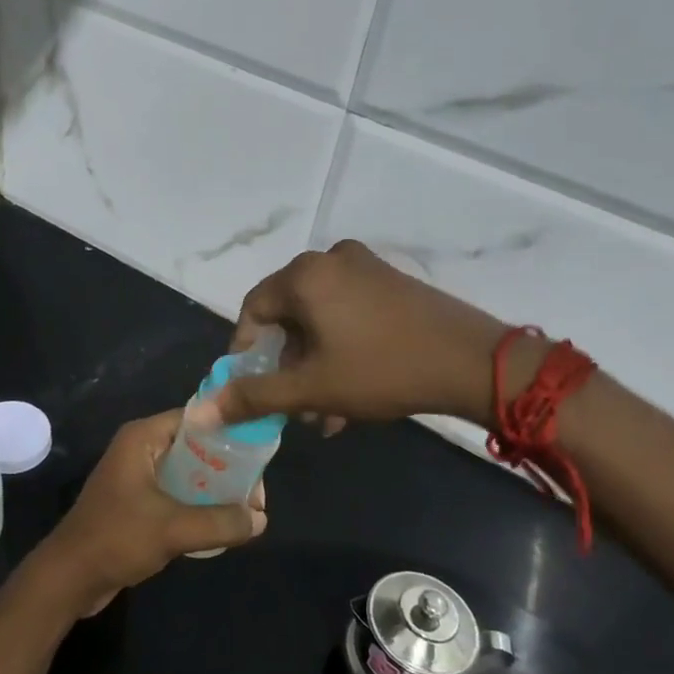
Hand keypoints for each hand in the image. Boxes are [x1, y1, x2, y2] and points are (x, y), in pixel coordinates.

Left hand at [31, 411, 267, 618]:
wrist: (68, 578)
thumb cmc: (117, 539)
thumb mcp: (174, 528)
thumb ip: (221, 521)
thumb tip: (260, 519)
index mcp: (142, 438)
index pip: (195, 419)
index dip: (228, 433)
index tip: (259, 454)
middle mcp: (140, 449)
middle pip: (194, 447)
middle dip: (225, 468)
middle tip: (256, 493)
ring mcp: (136, 477)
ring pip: (186, 473)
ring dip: (213, 490)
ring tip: (246, 510)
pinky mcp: (136, 503)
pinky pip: (175, 494)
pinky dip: (197, 505)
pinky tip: (220, 524)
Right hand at [213, 240, 513, 428]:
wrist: (473, 362)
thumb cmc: (381, 370)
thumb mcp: (311, 388)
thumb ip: (253, 397)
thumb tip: (199, 412)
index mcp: (304, 275)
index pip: (254, 309)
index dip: (246, 350)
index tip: (251, 386)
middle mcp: (330, 260)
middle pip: (289, 315)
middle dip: (287, 366)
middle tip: (293, 406)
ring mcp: (366, 268)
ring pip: (320, 320)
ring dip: (315, 365)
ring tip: (324, 412)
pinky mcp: (392, 281)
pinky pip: (348, 313)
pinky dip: (340, 348)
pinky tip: (351, 394)